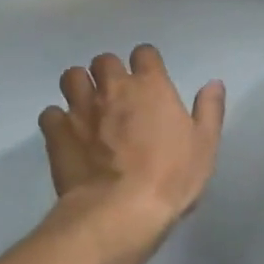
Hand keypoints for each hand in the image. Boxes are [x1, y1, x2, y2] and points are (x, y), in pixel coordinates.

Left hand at [39, 45, 224, 233]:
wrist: (122, 210)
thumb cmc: (172, 176)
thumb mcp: (205, 145)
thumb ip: (209, 110)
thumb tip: (213, 83)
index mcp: (151, 86)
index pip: (144, 54)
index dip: (146, 64)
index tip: (150, 81)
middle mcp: (113, 88)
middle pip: (104, 60)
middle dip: (110, 72)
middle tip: (118, 95)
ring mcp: (80, 108)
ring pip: (71, 77)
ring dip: (80, 87)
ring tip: (89, 107)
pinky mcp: (56, 132)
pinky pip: (50, 113)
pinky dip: (58, 120)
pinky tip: (67, 134)